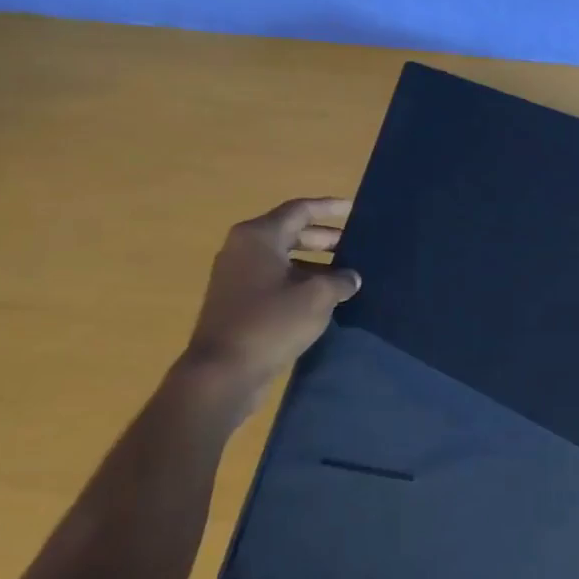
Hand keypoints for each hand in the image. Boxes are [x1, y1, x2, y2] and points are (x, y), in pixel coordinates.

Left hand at [180, 198, 361, 389]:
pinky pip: (275, 279)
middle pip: (290, 232)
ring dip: (315, 263)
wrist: (223, 371)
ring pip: (284, 258)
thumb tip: (350, 277)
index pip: (300, 210)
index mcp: (259, 237)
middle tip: (355, 245)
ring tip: (346, 274)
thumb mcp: (318, 296)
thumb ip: (340, 280)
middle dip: (324, 238)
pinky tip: (324, 297)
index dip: (328, 208)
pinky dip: (300, 281)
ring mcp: (236, 276)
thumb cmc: (271, 322)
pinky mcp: (237, 301)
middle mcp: (243, 249)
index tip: (353, 208)